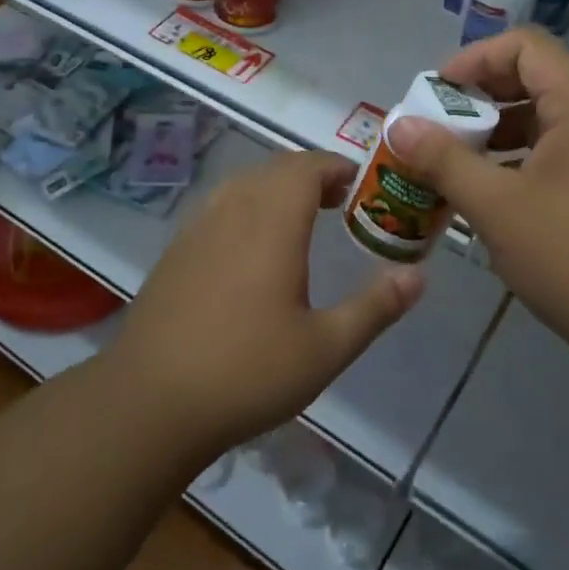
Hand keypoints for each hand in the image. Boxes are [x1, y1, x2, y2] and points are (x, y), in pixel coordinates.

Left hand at [105, 149, 424, 460]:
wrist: (150, 402)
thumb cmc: (247, 373)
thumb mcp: (325, 348)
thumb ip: (375, 307)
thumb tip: (418, 275)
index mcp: (271, 224)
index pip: (306, 167)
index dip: (336, 167)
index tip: (361, 185)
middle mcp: (232, 212)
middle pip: (275, 169)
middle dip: (312, 175)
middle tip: (341, 203)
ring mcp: (197, 229)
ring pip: (244, 184)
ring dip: (277, 188)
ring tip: (301, 219)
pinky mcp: (175, 252)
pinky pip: (219, 206)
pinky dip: (247, 206)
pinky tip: (252, 248)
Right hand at [386, 27, 568, 377]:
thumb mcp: (497, 207)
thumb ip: (444, 160)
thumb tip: (400, 125)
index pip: (526, 46)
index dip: (475, 59)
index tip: (437, 94)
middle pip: (536, 81)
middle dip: (481, 100)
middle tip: (440, 131)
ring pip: (549, 123)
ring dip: (499, 136)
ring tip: (458, 168)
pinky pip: (564, 157)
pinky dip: (524, 164)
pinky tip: (496, 201)